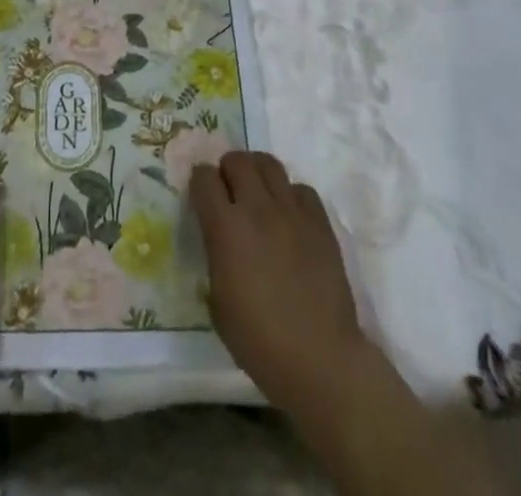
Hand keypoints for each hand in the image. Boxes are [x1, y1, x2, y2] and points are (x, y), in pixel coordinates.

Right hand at [191, 151, 375, 420]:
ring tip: (258, 195)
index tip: (201, 197)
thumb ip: (215, 256)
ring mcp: (292, 212)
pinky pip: (301, 189)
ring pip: (269, 163)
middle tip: (229, 192)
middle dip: (227, 170)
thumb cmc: (260, 342)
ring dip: (257, 173)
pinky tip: (289, 218)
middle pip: (237, 159)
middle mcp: (257, 209)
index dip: (199, 183)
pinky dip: (290, 196)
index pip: (204, 177)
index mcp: (226, 228)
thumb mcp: (218, 302)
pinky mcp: (320, 222)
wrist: (321, 360)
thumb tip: (219, 240)